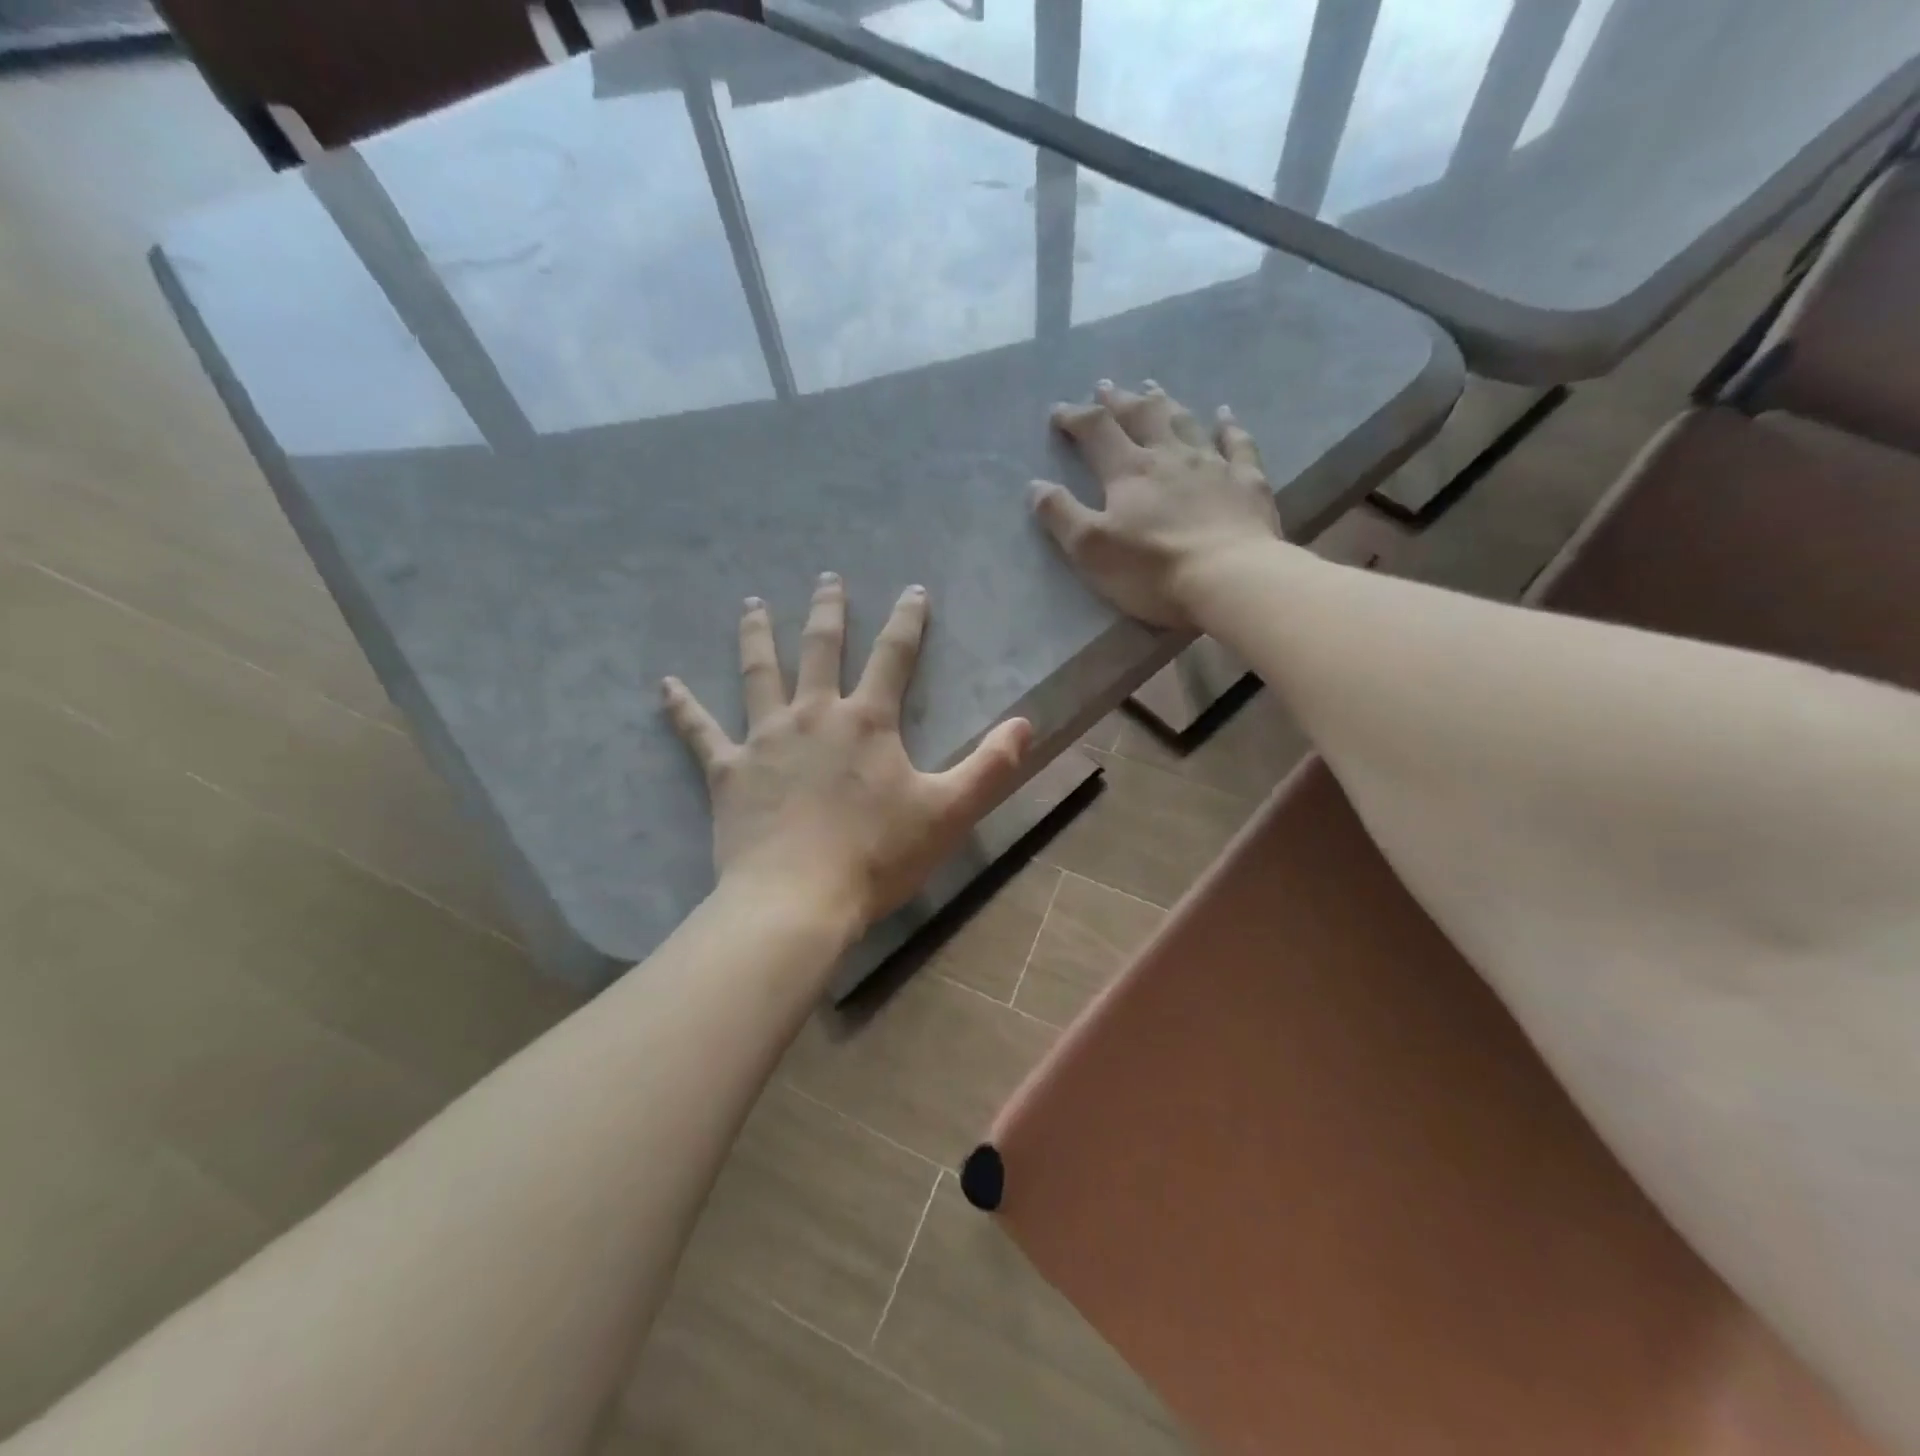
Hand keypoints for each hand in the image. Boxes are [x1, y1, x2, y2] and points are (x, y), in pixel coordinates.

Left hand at [662, 575, 1031, 928]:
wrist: (797, 900)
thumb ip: (991, 766)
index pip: (894, 656)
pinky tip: (665, 684)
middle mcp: (814, 715)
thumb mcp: (950, 812)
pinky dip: (682, 706)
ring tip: (752, 604)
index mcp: (867, 722)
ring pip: (759, 673)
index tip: (913, 590)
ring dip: (757, 636)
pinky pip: (699, 731)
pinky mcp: (727, 771)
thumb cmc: (877, 856)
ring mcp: (764, 739)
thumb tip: (1027, 724)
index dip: (908, 620)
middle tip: (827, 579)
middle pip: (820, 649)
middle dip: (828, 611)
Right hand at [1030, 380, 1280, 629]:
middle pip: (1141, 416)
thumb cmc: (1153, 569)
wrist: (1230, 579)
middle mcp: (1169, 456)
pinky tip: (1225, 414)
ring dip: (1165, 403)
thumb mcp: (1091, 549)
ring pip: (1185, 421)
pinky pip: (1237, 443)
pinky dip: (1229, 426)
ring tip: (1152, 389)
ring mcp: (1213, 464)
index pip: (1096, 430)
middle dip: (1119, 400)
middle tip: (1106, 387)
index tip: (1059, 412)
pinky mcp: (1247, 481)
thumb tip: (1035, 484)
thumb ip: (1061, 514)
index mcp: (1129, 471)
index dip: (1075, 416)